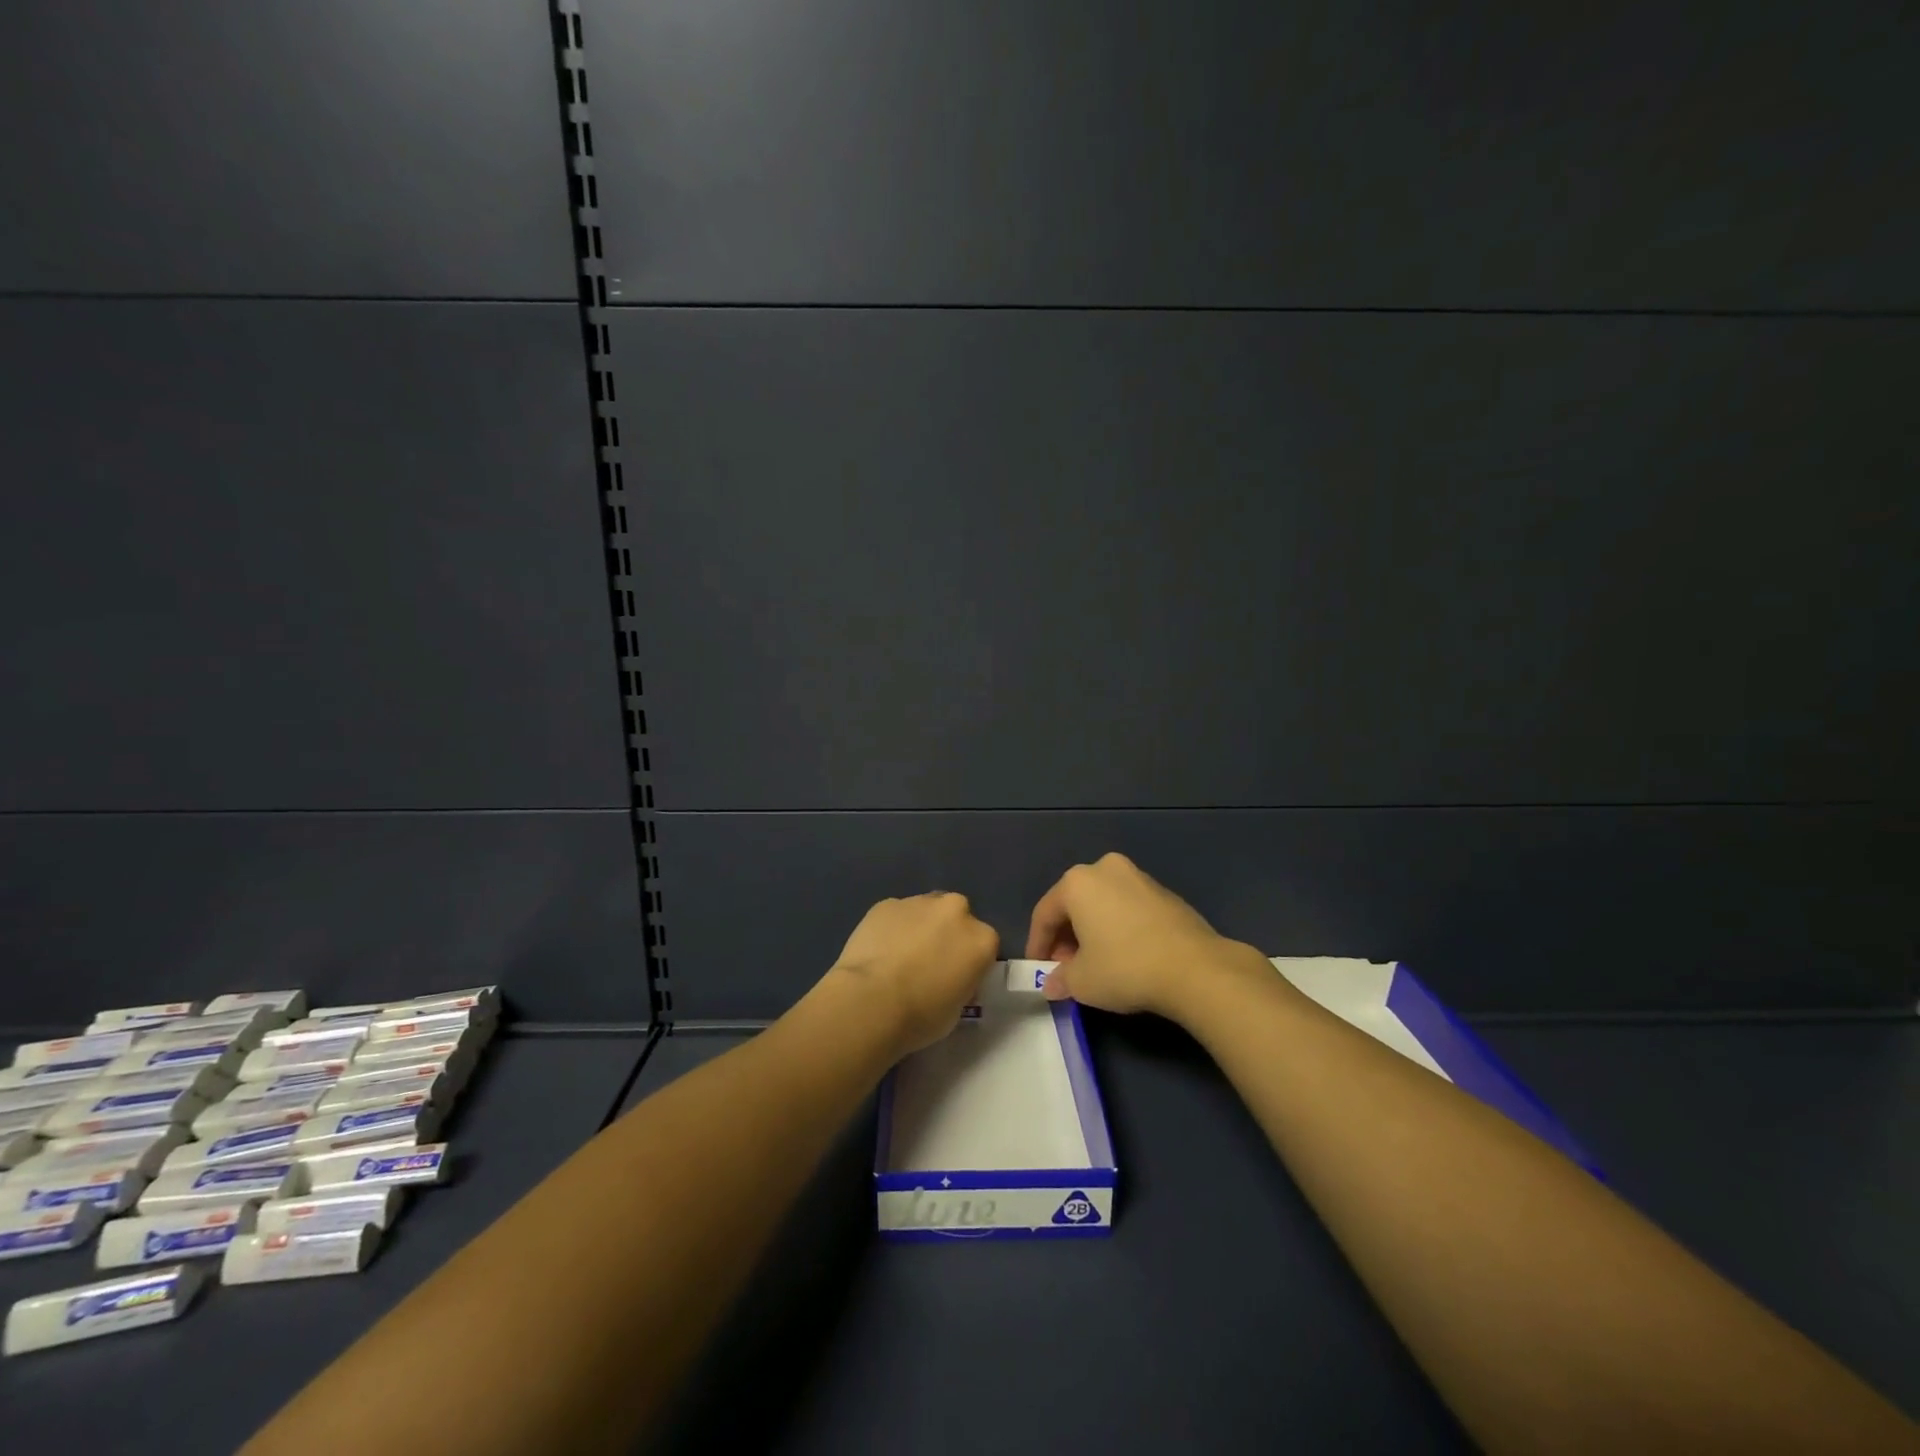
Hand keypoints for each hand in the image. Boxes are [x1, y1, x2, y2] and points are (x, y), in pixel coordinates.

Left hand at [829, 892, 999, 1055]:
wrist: (870, 1002)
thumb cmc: (921, 1016)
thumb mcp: (958, 1009)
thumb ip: (961, 981)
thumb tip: (948, 975)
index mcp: (982, 939)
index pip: (983, 945)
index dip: (968, 961)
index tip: (954, 978)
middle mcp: (955, 910)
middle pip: (956, 917)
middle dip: (946, 934)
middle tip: (928, 963)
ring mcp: (919, 902)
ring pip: (925, 911)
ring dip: (918, 927)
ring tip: (898, 958)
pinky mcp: (886, 903)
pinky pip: (895, 914)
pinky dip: (891, 927)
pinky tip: (877, 951)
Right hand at [1027, 853, 1272, 1021]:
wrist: (1195, 968)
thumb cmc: (1125, 968)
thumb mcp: (1082, 982)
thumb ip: (1060, 979)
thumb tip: (1052, 984)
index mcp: (1077, 882)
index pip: (1045, 913)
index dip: (1038, 944)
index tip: (1037, 969)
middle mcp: (1105, 869)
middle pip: (1074, 904)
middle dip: (1066, 937)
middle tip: (1066, 968)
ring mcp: (1138, 877)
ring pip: (1102, 903)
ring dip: (1092, 931)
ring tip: (1095, 964)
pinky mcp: (1165, 892)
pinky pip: (1128, 908)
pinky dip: (1118, 927)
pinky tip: (1125, 955)